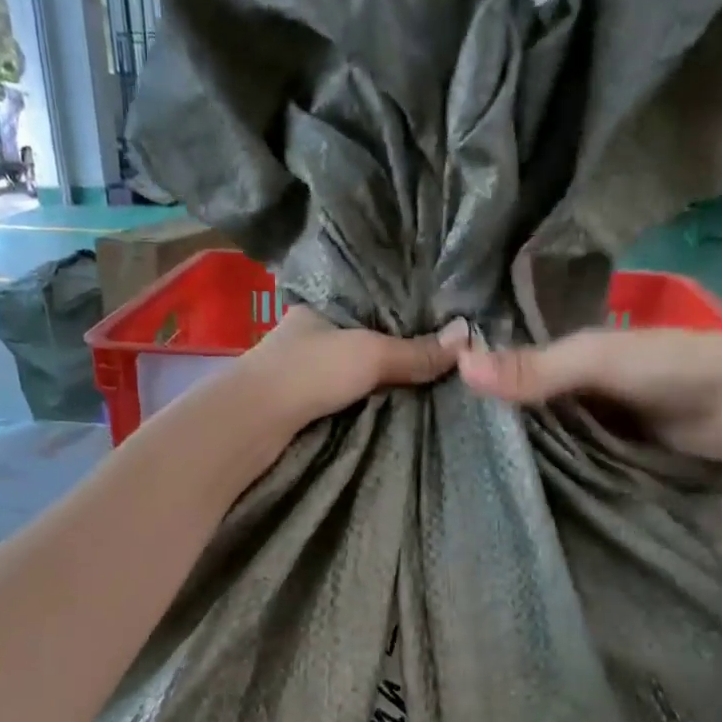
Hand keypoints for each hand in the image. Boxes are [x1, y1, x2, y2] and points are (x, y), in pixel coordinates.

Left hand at [240, 307, 471, 430]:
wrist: (255, 421)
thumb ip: (414, 351)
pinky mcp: (297, 402)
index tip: (434, 321)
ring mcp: (299, 368)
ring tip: (422, 380)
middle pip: (360, 336)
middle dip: (392, 346)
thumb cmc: (310, 371)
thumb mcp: (370, 354)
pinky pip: (341, 394)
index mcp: (319, 306)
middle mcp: (306, 333)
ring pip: (349, 367)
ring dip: (377, 376)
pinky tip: (388, 403)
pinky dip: (363, 397)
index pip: (367, 300)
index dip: (399, 309)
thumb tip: (466, 338)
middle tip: (436, 356)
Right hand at [457, 328, 721, 467]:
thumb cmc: (668, 368)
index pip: (518, 363)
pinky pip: (572, 455)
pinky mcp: (614, 450)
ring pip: (548, 431)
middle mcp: (584, 383)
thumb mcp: (594, 361)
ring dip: (522, 445)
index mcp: (578, 350)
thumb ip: (534, 368)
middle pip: (530, 401)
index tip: (440, 399)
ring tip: (470, 466)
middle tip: (450, 443)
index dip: (486, 378)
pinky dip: (551, 463)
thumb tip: (459, 366)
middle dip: (499, 416)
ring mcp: (600, 418)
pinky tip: (519, 478)